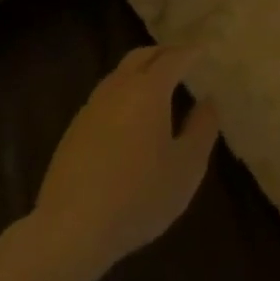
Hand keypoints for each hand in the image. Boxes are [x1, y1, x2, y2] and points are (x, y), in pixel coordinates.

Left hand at [32, 46, 220, 273]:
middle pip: (142, 56)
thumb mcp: (187, 167)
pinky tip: (129, 116)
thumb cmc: (139, 196)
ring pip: (120, 74)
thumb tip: (209, 100)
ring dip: (141, 70)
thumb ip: (202, 128)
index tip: (205, 49)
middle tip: (182, 58)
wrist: (70, 230)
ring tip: (158, 84)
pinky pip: (105, 96)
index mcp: (149, 90)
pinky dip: (124, 92)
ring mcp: (92, 107)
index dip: (192, 52)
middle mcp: (119, 88)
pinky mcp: (74, 130)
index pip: (174, 58)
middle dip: (164, 53)